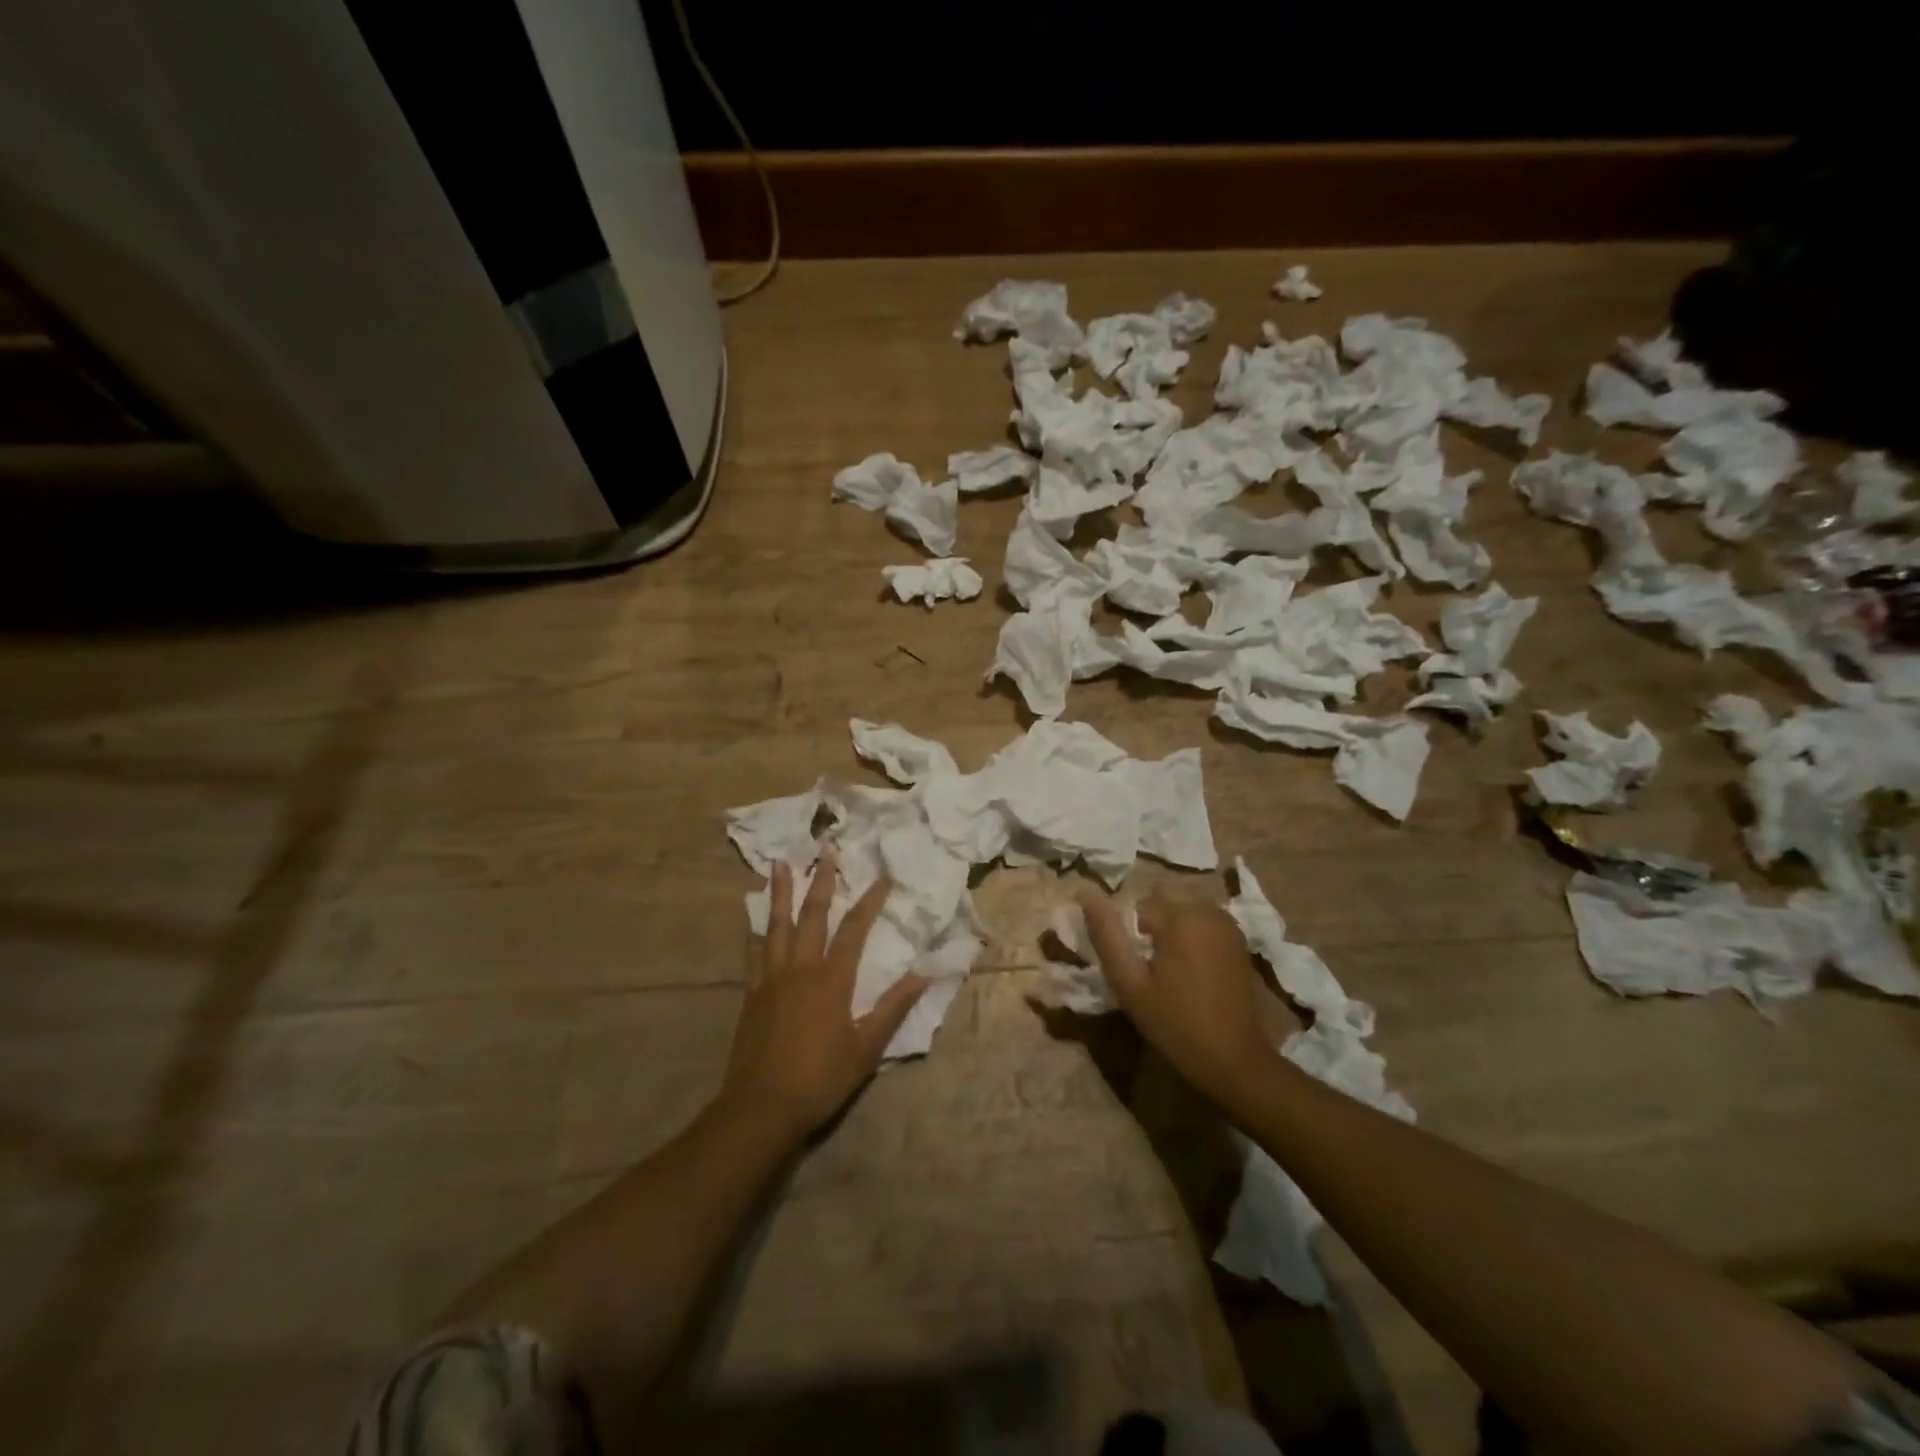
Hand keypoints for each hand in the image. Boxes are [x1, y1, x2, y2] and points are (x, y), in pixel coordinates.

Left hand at [720, 854, 928, 1141]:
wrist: (761, 1108)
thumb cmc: (820, 1079)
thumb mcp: (866, 1048)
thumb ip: (893, 1008)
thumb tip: (924, 974)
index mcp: (831, 980)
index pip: (854, 929)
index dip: (870, 901)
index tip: (882, 877)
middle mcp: (800, 969)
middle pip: (813, 916)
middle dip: (823, 882)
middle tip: (827, 852)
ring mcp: (771, 979)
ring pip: (777, 925)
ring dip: (782, 892)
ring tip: (780, 864)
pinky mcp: (752, 995)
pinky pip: (755, 952)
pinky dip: (758, 929)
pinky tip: (756, 917)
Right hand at [1080, 891, 1289, 1109]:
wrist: (1235, 1061)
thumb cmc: (1176, 1024)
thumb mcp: (1130, 983)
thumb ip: (1106, 934)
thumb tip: (1085, 891)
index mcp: (1181, 916)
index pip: (1136, 905)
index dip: (1128, 934)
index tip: (1132, 966)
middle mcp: (1207, 909)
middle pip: (1161, 900)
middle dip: (1150, 926)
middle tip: (1149, 968)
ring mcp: (1228, 924)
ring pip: (1182, 909)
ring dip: (1170, 929)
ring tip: (1168, 971)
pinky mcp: (1238, 939)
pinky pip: (1202, 922)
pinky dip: (1191, 935)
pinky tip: (1191, 971)